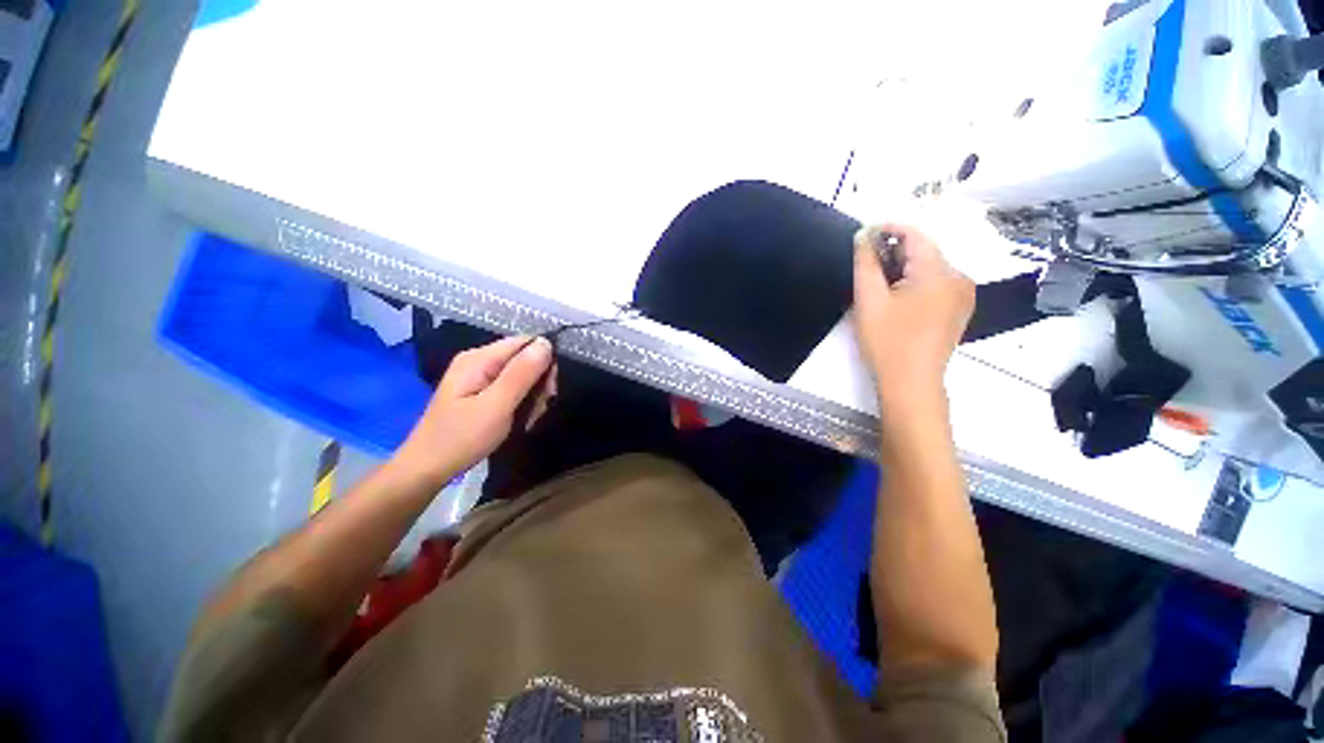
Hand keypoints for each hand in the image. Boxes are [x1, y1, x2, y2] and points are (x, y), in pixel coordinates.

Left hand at [394, 336, 554, 486]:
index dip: (544, 361)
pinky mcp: (479, 391)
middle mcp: (478, 361)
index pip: (525, 342)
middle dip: (539, 382)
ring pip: (521, 374)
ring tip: (528, 418)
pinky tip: (520, 418)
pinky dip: (521, 401)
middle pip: (524, 358)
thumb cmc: (461, 438)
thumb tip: (546, 343)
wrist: (426, 469)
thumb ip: (522, 373)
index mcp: (479, 358)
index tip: (550, 390)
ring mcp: (478, 376)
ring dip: (532, 395)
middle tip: (538, 409)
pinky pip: (511, 387)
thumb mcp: (496, 406)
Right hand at [852, 224, 973, 411]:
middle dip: (894, 251)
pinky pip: (936, 283)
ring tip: (878, 282)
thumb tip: (863, 235)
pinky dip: (915, 281)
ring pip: (930, 267)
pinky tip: (897, 298)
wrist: (911, 382)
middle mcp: (959, 277)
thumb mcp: (869, 300)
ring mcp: (962, 294)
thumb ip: (865, 263)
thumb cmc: (887, 340)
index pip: (916, 235)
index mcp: (939, 272)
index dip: (889, 228)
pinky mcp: (958, 309)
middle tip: (866, 263)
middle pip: (925, 250)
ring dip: (904, 267)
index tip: (863, 234)